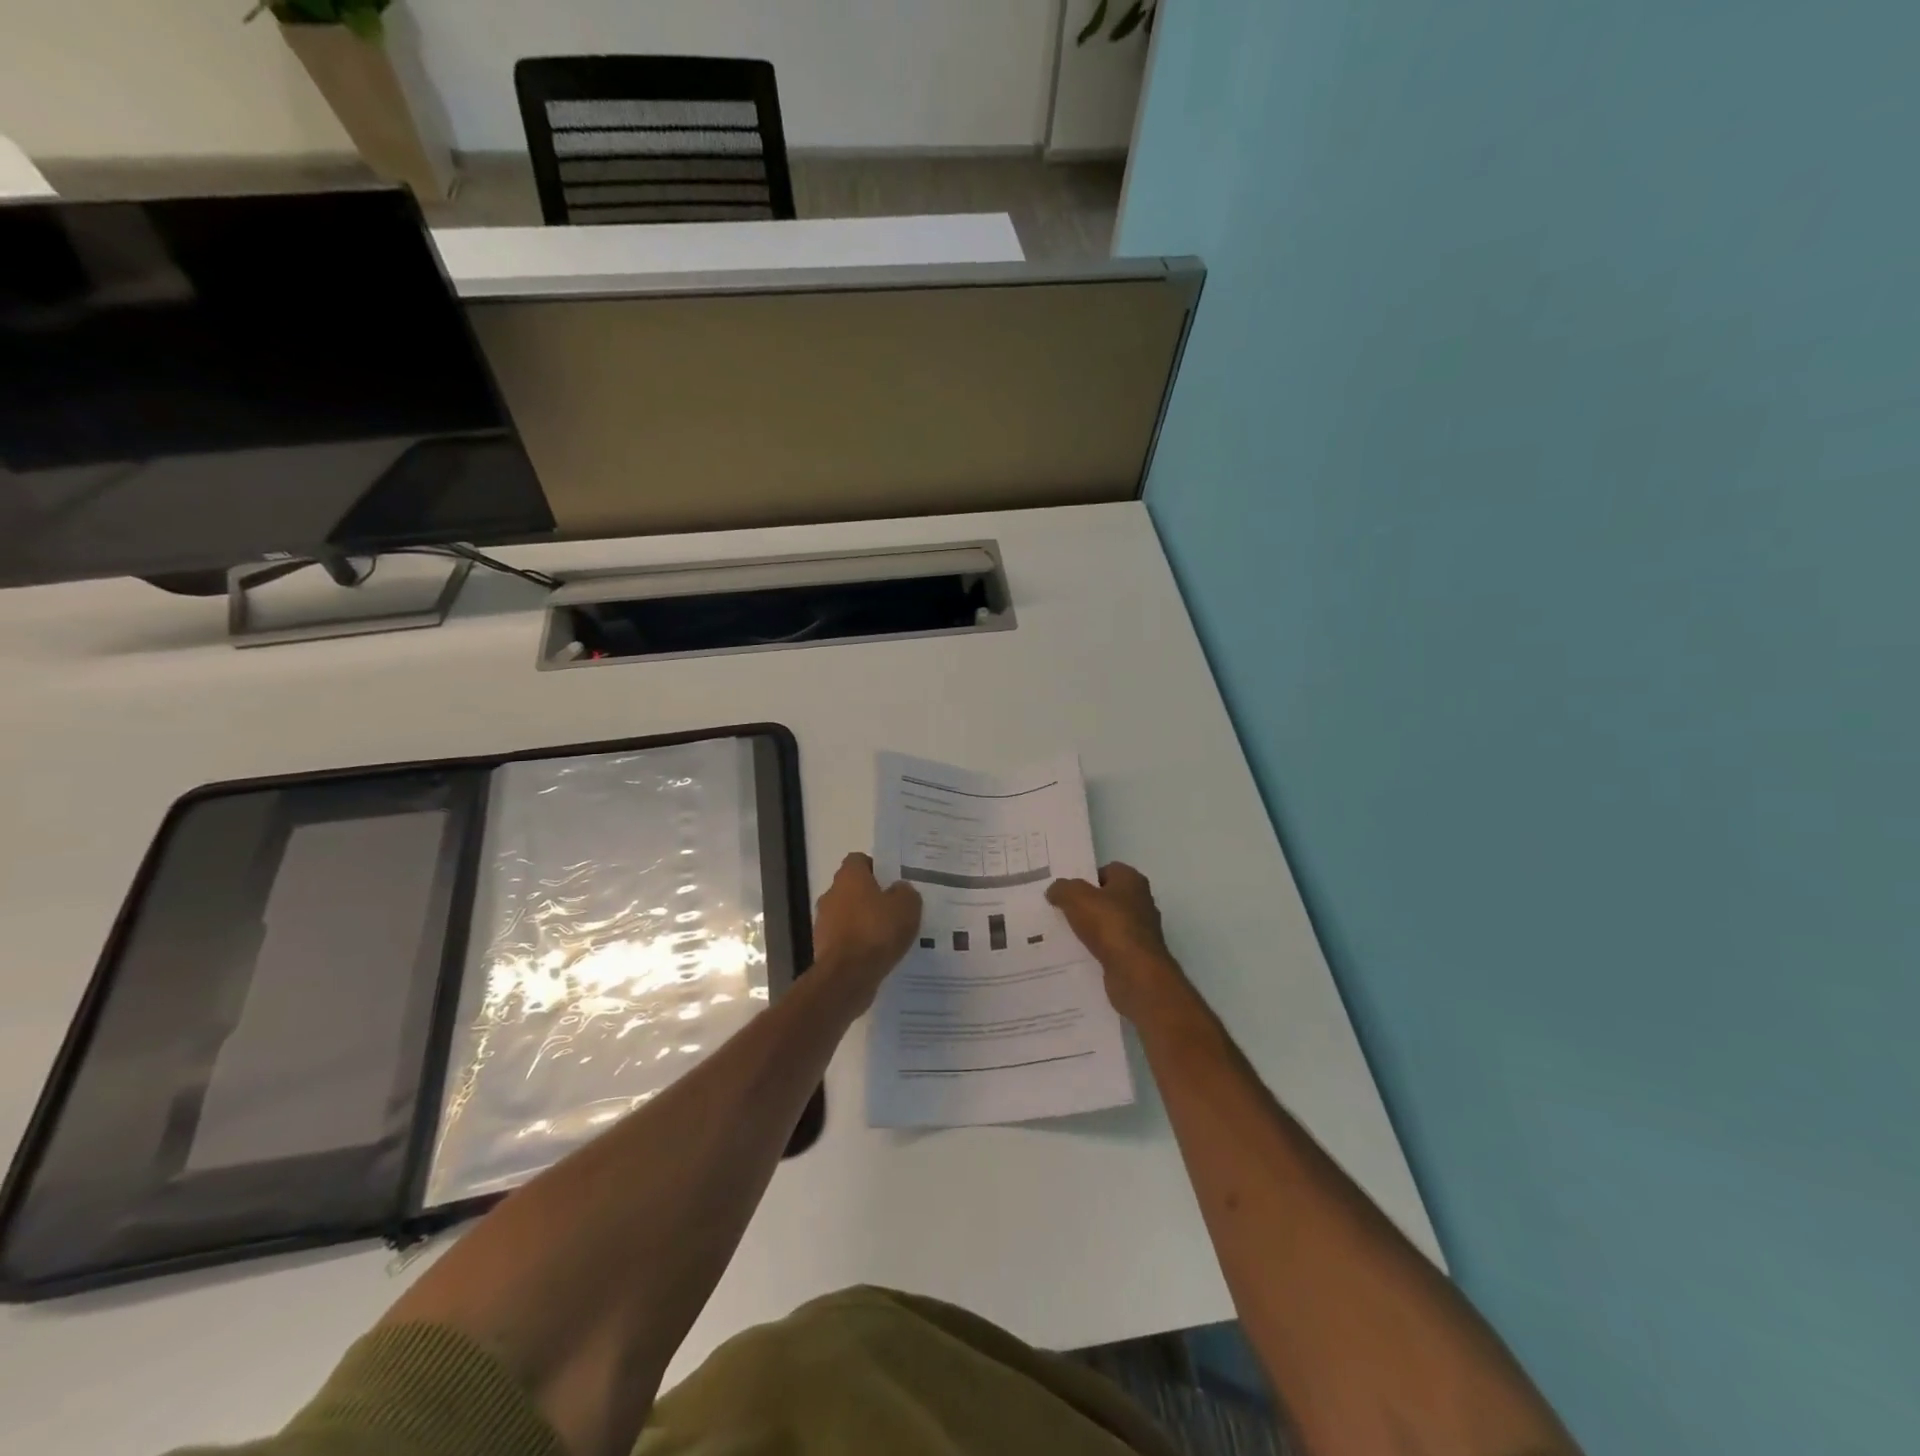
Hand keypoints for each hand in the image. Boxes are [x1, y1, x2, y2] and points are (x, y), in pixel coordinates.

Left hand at [812, 853, 921, 1005]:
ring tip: (889, 936)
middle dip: (872, 897)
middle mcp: (831, 894)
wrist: (848, 976)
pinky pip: (846, 940)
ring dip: (864, 923)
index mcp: (849, 877)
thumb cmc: (877, 931)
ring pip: (848, 915)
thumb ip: (905, 892)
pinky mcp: (823, 949)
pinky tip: (877, 956)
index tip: (893, 881)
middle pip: (853, 889)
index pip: (859, 860)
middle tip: (896, 909)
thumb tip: (899, 889)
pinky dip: (859, 945)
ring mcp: (824, 923)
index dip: (877, 868)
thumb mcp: (907, 906)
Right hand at [1047, 862, 1187, 1022]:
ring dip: (1089, 928)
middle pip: (1107, 897)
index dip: (1086, 877)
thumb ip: (1062, 889)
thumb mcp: (1076, 897)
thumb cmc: (1109, 925)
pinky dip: (1096, 950)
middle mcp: (1141, 902)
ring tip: (1063, 933)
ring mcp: (1140, 931)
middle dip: (1085, 904)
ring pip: (1107, 923)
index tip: (1066, 890)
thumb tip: (1055, 890)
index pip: (1107, 870)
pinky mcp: (1136, 956)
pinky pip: (1110, 947)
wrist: (1136, 974)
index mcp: (1132, 881)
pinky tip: (1077, 954)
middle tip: (1059, 910)